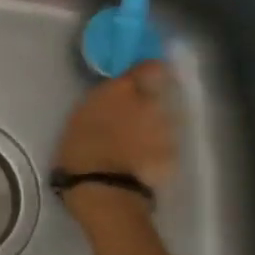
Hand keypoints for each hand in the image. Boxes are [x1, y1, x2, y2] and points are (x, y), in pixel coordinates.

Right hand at [55, 61, 177, 208]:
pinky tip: (145, 162)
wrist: (102, 188)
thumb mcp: (84, 112)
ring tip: (139, 144)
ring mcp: (166, 128)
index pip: (151, 67)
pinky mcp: (174, 154)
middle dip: (152, 102)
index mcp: (123, 89)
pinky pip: (168, 145)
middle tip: (136, 117)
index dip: (148, 72)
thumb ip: (108, 98)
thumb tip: (119, 94)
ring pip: (166, 120)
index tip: (142, 80)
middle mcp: (150, 103)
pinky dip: (159, 151)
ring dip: (156, 127)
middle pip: (161, 94)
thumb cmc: (81, 148)